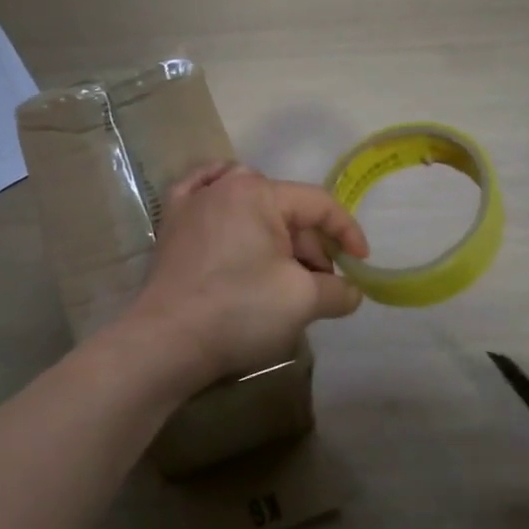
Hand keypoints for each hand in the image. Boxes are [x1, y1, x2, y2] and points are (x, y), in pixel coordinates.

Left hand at [121, 163, 368, 390]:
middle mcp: (223, 186)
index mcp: (259, 193)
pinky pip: (202, 197)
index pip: (319, 204)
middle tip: (319, 284)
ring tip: (284, 266)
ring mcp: (191, 204)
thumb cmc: (239, 311)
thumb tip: (351, 292)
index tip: (361, 264)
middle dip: (309, 245)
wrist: (167, 341)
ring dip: (274, 230)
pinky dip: (223, 201)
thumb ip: (337, 291)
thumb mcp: (303, 300)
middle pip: (284, 209)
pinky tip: (229, 207)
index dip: (347, 233)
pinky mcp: (171, 226)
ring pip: (248, 204)